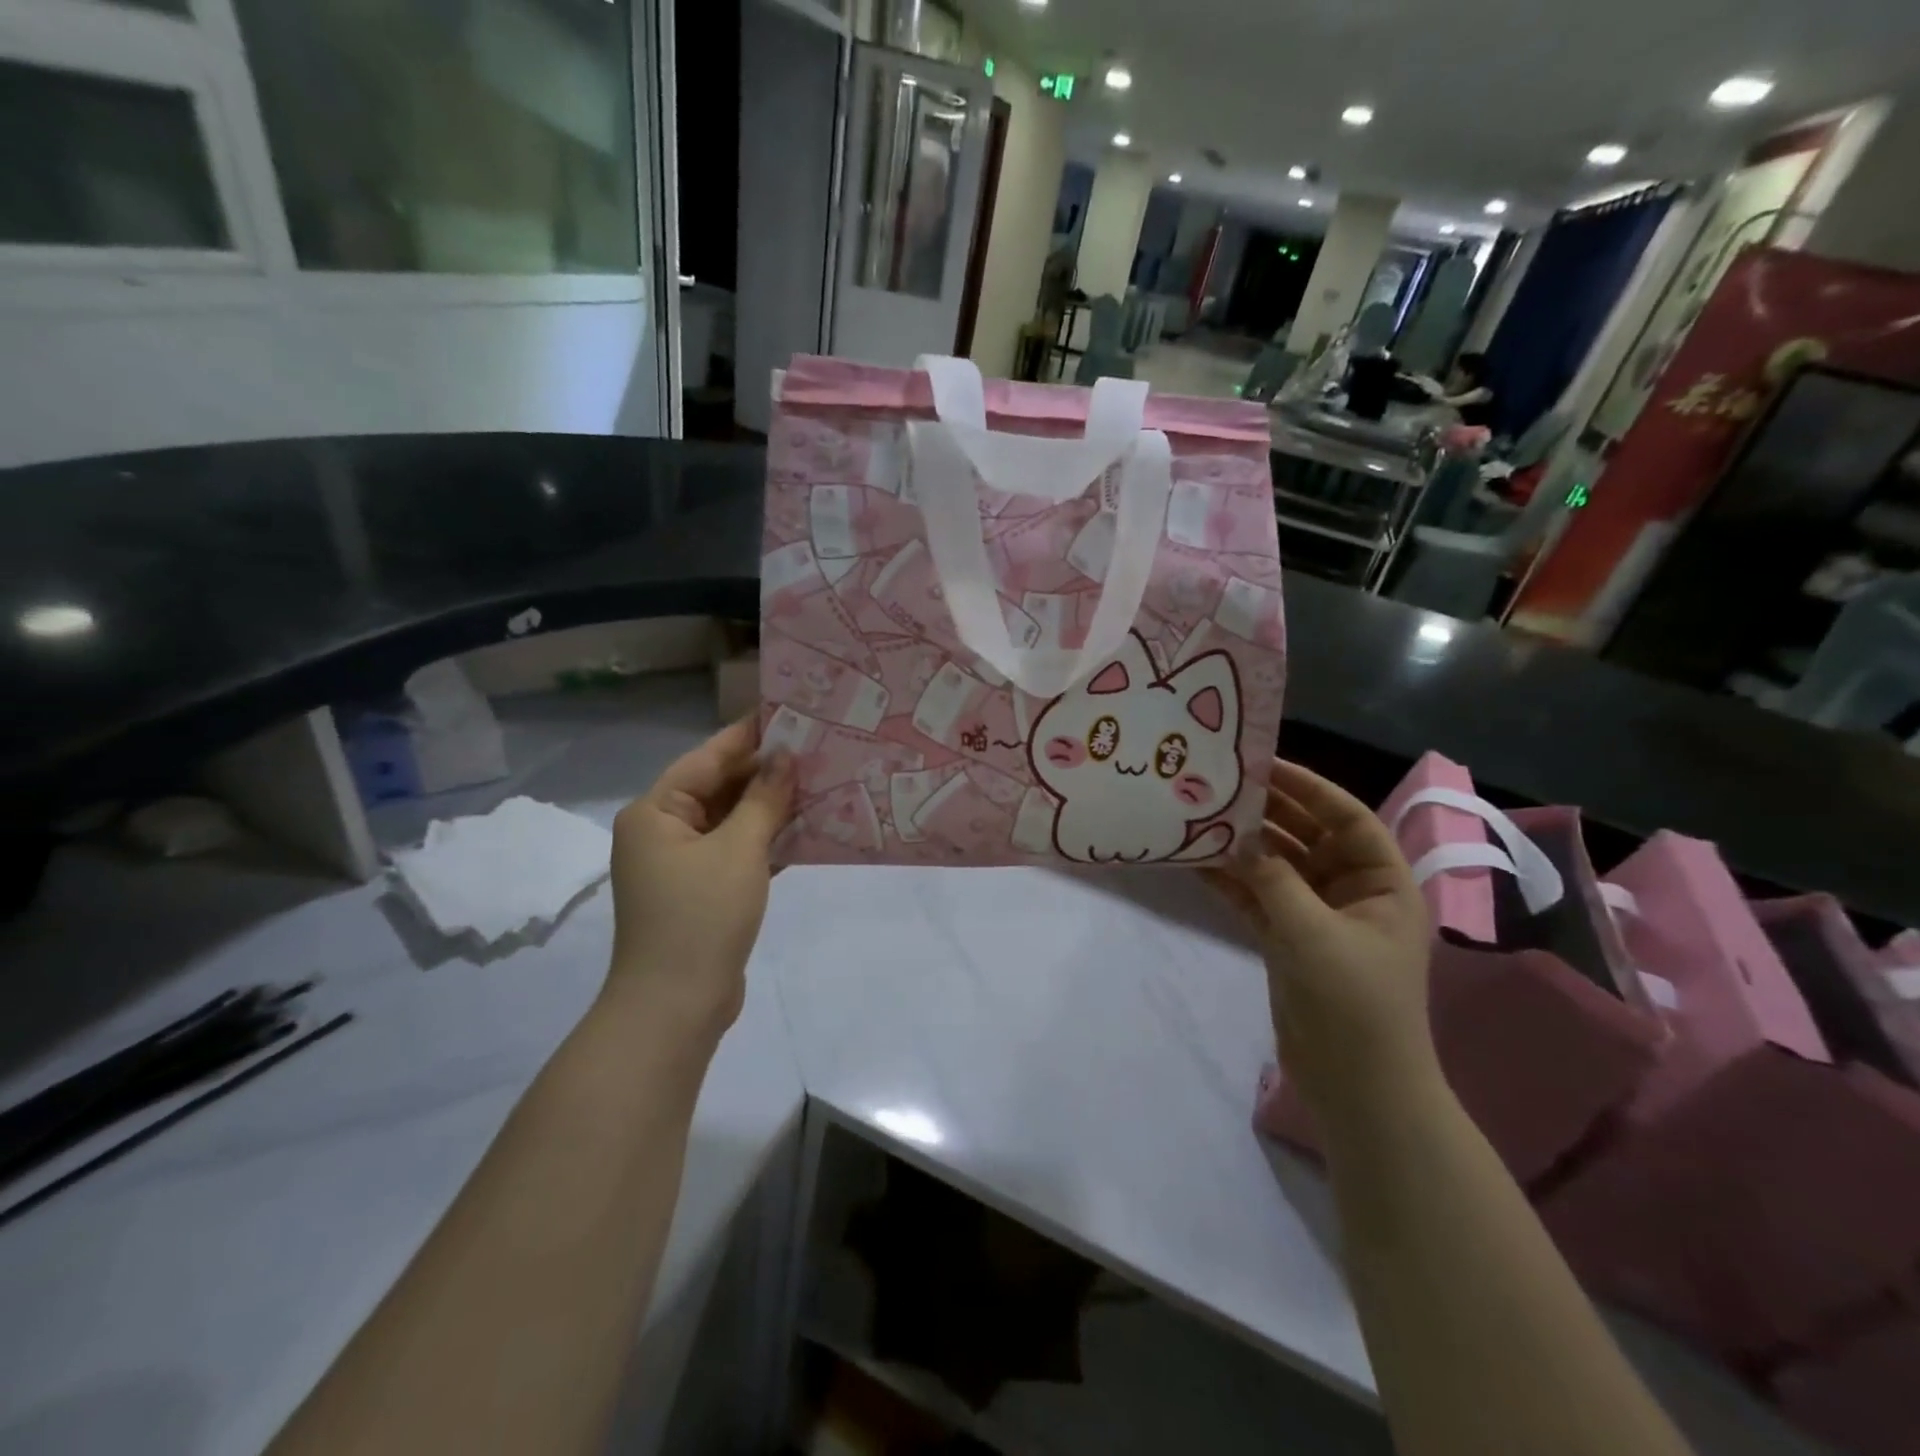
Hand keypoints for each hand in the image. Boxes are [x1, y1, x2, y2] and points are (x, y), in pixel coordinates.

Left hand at [606, 720, 793, 1037]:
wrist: (677, 1006)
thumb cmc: (701, 916)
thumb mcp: (739, 849)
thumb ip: (764, 799)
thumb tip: (785, 757)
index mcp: (656, 812)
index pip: (707, 758)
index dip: (748, 736)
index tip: (788, 713)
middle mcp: (662, 831)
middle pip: (718, 787)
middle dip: (765, 772)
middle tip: (815, 749)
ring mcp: (681, 864)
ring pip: (731, 820)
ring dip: (770, 806)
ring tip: (819, 782)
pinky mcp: (702, 891)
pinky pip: (737, 851)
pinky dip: (766, 840)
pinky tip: (806, 829)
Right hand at [1210, 760, 1433, 1112]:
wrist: (1356, 1086)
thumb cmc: (1353, 1002)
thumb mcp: (1313, 933)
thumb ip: (1272, 879)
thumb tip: (1234, 837)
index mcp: (1382, 882)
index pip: (1346, 818)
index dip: (1308, 787)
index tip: (1262, 764)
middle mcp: (1351, 891)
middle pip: (1307, 837)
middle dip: (1268, 812)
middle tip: (1220, 785)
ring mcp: (1316, 916)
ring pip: (1277, 866)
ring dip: (1243, 846)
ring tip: (1201, 816)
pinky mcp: (1287, 939)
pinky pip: (1257, 897)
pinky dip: (1231, 881)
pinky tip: (1196, 861)